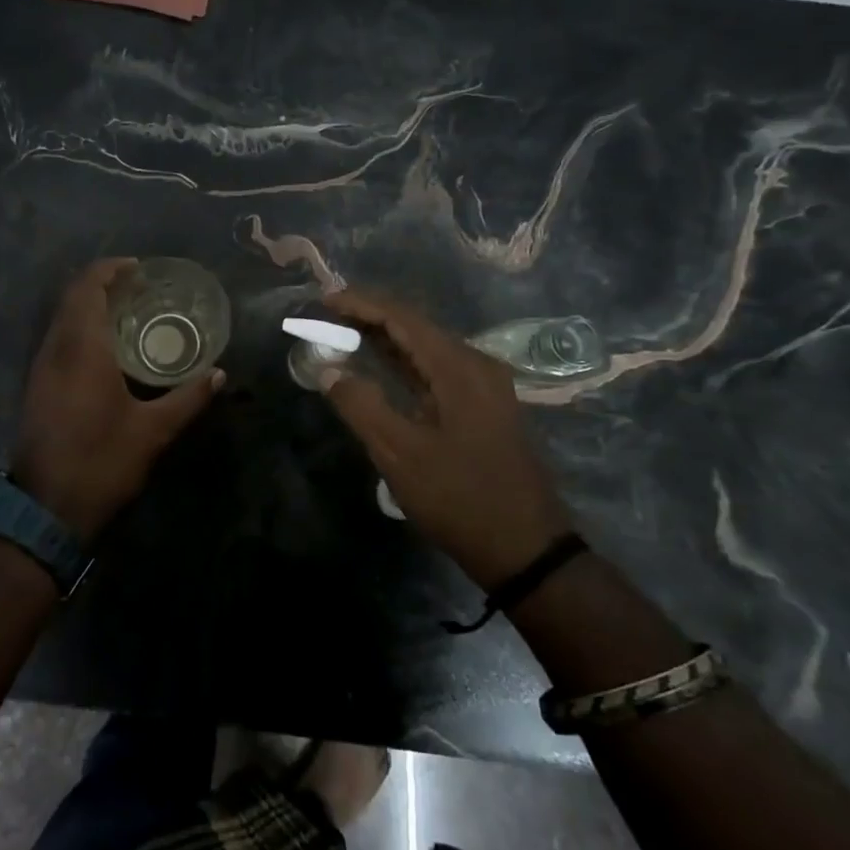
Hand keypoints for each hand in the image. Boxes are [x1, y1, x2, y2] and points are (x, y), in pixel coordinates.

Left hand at [11, 258, 223, 541]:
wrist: (45, 509)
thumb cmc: (102, 462)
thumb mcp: (153, 431)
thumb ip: (188, 398)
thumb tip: (219, 375)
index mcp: (82, 349)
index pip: (87, 288)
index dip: (110, 269)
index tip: (139, 268)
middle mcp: (55, 349)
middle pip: (72, 298)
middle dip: (102, 284)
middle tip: (140, 288)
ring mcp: (41, 369)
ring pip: (62, 319)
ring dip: (89, 306)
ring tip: (128, 313)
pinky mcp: (37, 387)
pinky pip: (58, 340)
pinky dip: (80, 329)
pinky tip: (106, 349)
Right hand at [317, 288, 571, 589]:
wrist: (526, 549)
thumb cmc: (460, 498)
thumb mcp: (400, 455)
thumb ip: (361, 406)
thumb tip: (329, 370)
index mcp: (460, 368)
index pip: (403, 318)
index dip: (361, 304)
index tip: (323, 300)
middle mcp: (477, 365)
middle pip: (417, 326)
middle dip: (371, 317)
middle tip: (327, 317)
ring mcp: (486, 385)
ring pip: (428, 347)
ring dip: (387, 339)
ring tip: (345, 334)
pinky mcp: (486, 406)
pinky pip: (438, 368)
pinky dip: (406, 362)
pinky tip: (383, 368)